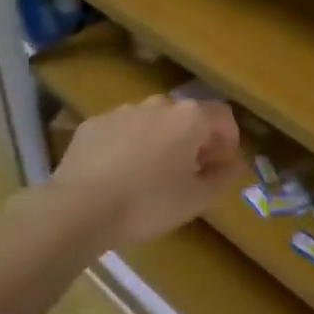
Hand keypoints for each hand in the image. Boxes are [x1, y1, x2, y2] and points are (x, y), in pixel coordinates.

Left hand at [51, 96, 241, 248]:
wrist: (79, 209)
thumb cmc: (148, 203)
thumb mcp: (195, 200)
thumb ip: (222, 178)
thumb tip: (235, 164)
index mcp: (189, 118)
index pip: (222, 116)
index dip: (228, 139)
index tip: (222, 163)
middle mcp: (159, 105)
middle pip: (187, 115)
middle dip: (194, 138)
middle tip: (190, 170)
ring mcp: (123, 111)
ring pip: (153, 121)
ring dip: (161, 139)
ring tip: (152, 173)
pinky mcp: (94, 124)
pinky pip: (122, 130)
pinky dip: (128, 144)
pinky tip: (119, 173)